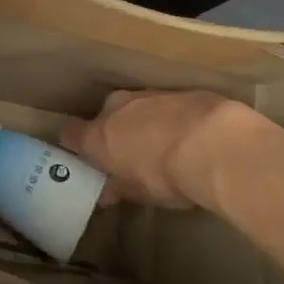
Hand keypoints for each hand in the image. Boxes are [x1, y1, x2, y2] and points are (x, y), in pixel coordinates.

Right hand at [59, 89, 257, 209]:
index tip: (84, 157)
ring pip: (136, 108)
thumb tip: (107, 191)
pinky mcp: (179, 91)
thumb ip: (119, 187)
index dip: (75, 144)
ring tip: (164, 146)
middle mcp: (116, 108)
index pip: (70, 133)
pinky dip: (172, 118)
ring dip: (145, 123)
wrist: (214, 143)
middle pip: (105, 116)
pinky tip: (190, 136)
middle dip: (115, 132)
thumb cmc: (165, 176)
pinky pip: (166, 105)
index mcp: (98, 135)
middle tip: (130, 155)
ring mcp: (148, 95)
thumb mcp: (138, 193)